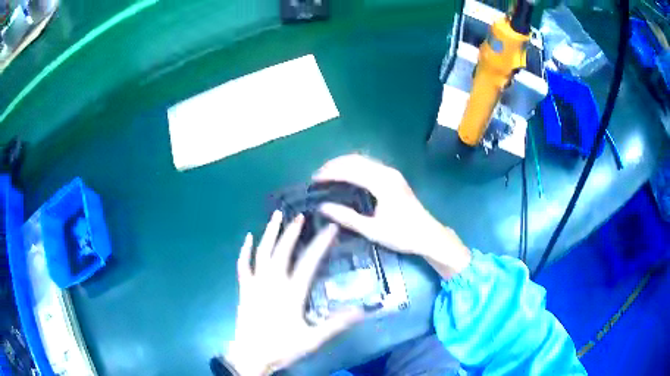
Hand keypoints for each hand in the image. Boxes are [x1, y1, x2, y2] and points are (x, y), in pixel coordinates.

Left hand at [226, 211, 363, 375]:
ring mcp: (256, 284)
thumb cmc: (282, 347)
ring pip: (262, 253)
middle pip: (282, 251)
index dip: (321, 243)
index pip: (309, 262)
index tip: (331, 228)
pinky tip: (248, 238)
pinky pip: (243, 265)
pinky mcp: (245, 289)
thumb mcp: (312, 339)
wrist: (250, 355)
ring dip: (269, 233)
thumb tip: (362, 311)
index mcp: (291, 293)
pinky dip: (245, 250)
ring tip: (276, 216)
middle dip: (292, 232)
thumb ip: (336, 324)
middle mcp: (272, 283)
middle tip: (301, 216)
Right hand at [313, 154, 470, 278]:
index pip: (350, 171)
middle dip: (334, 164)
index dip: (330, 173)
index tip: (314, 179)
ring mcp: (392, 173)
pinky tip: (346, 175)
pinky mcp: (394, 178)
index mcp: (382, 183)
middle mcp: (387, 173)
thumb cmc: (402, 234)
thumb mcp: (372, 230)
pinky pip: (369, 165)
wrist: (428, 235)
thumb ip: (346, 217)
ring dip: (344, 164)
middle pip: (356, 159)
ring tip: (327, 173)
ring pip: (363, 160)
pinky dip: (354, 167)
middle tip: (317, 175)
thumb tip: (322, 207)